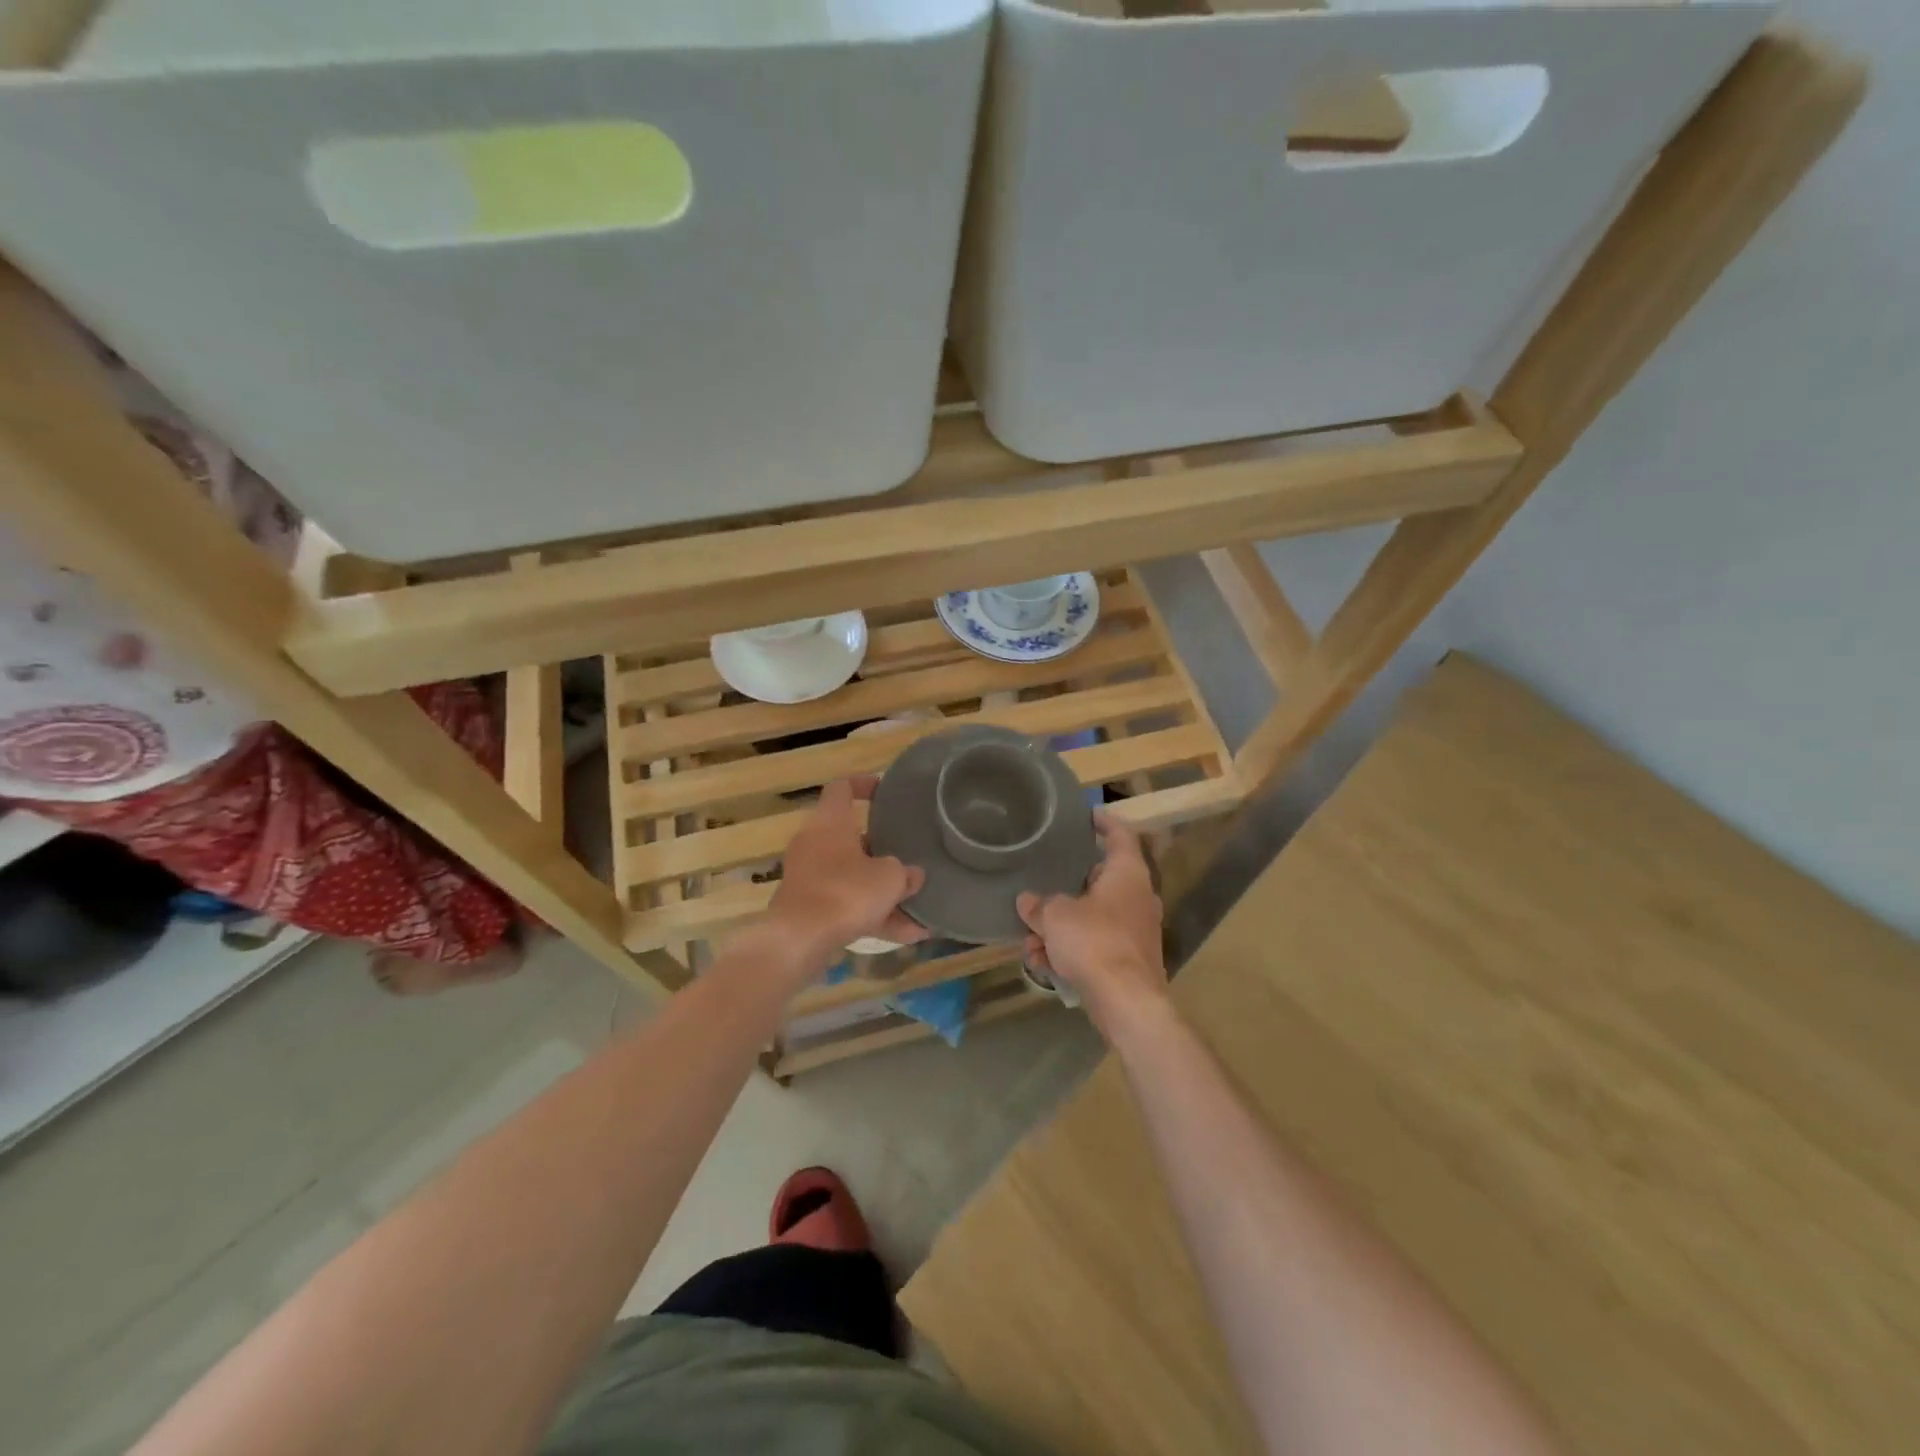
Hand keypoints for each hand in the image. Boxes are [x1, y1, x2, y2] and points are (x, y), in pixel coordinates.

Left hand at [769, 777, 927, 964]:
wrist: (798, 940)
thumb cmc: (846, 892)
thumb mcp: (889, 878)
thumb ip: (905, 873)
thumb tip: (913, 874)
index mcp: (830, 822)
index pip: (842, 787)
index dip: (864, 784)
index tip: (885, 791)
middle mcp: (814, 843)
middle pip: (851, 838)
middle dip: (881, 850)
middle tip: (906, 855)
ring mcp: (809, 876)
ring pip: (852, 877)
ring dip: (883, 893)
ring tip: (919, 911)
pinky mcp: (808, 908)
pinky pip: (847, 905)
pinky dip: (873, 917)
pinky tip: (907, 936)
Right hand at [1018, 812, 1168, 1039]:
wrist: (1127, 1002)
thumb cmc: (1094, 941)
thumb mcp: (1055, 917)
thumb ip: (1039, 905)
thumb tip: (1027, 901)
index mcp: (1127, 874)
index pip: (1120, 835)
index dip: (1104, 822)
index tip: (1088, 814)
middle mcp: (1137, 898)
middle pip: (1100, 880)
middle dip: (1067, 886)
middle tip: (1043, 881)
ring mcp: (1135, 931)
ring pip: (1092, 917)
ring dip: (1061, 926)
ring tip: (1030, 939)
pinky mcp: (1128, 960)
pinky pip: (1094, 945)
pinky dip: (1070, 950)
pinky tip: (1041, 964)